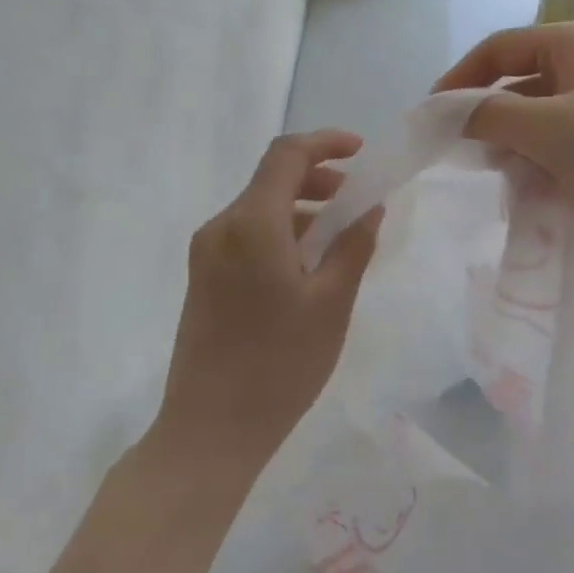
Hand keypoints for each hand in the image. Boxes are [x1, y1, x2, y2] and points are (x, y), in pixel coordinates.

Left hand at [155, 130, 382, 476]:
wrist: (210, 429)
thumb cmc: (280, 364)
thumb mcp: (332, 303)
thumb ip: (354, 245)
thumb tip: (370, 207)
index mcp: (252, 224)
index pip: (286, 155)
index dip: (325, 142)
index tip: (361, 152)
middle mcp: (222, 227)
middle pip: (271, 179)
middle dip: (318, 178)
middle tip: (359, 199)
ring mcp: (207, 254)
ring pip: (260, 208)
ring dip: (302, 208)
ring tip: (342, 237)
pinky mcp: (204, 277)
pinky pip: (248, 235)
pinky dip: (283, 232)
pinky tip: (310, 264)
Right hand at [432, 20, 573, 261]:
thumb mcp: (547, 126)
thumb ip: (491, 115)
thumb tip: (450, 114)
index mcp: (573, 42)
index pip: (499, 48)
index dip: (460, 79)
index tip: (430, 116)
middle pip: (519, 85)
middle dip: (493, 122)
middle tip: (471, 158)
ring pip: (539, 122)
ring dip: (519, 151)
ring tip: (513, 184)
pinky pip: (563, 147)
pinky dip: (546, 167)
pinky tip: (543, 196)